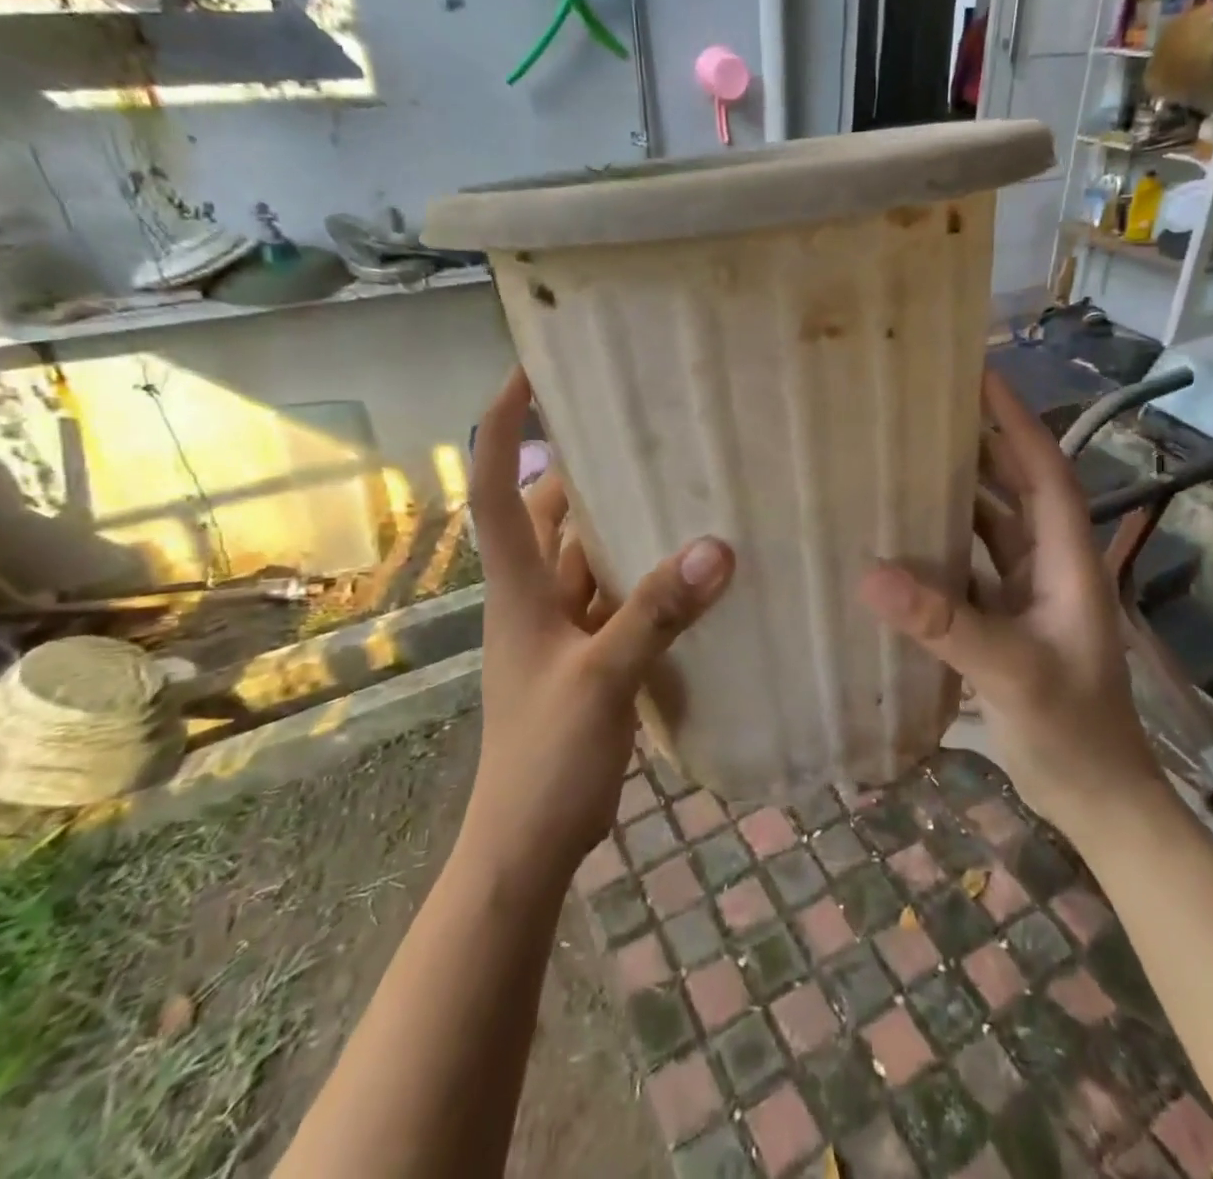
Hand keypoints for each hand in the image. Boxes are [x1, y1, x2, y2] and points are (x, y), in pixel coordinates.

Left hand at [464, 370, 734, 875]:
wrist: (528, 842)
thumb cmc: (544, 756)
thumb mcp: (601, 679)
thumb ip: (656, 613)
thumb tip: (718, 548)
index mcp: (516, 584)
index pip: (494, 482)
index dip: (502, 422)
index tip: (529, 370)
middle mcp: (533, 593)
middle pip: (549, 509)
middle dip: (582, 464)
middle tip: (638, 423)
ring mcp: (562, 625)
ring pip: (589, 553)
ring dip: (622, 521)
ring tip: (678, 481)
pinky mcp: (590, 653)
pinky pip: (618, 595)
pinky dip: (647, 576)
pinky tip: (692, 566)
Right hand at [857, 370, 1159, 826]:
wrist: (1098, 799)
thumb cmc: (1073, 731)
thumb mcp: (1011, 673)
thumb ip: (945, 624)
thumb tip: (871, 573)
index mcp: (1067, 560)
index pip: (1044, 470)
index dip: (1015, 421)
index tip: (979, 376)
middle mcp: (1050, 565)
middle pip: (1016, 487)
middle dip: (981, 443)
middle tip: (928, 408)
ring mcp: (1028, 594)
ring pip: (991, 525)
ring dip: (958, 492)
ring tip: (907, 458)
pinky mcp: (1006, 620)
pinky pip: (971, 566)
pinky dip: (943, 545)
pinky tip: (902, 538)